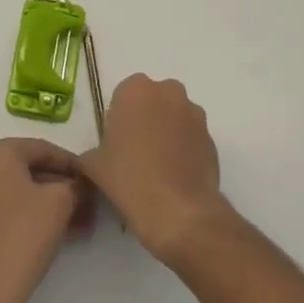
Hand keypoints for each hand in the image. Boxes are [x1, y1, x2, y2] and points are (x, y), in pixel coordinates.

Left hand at [0, 138, 92, 302]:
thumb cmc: (23, 236)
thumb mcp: (60, 202)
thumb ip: (75, 185)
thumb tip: (80, 185)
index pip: (42, 149)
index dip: (72, 164)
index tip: (92, 179)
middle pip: (28, 169)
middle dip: (61, 186)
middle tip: (87, 202)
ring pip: (17, 189)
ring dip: (48, 202)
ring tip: (78, 221)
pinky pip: (4, 205)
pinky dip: (29, 212)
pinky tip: (55, 229)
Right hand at [80, 74, 233, 265]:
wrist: (178, 213)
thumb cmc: (129, 179)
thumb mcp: (93, 165)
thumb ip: (92, 151)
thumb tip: (96, 156)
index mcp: (135, 90)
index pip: (123, 95)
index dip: (119, 118)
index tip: (116, 142)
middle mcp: (168, 92)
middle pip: (152, 100)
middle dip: (145, 119)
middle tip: (135, 152)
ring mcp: (194, 114)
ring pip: (174, 116)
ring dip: (167, 131)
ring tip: (157, 167)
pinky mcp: (211, 138)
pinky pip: (191, 137)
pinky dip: (184, 149)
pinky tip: (175, 176)